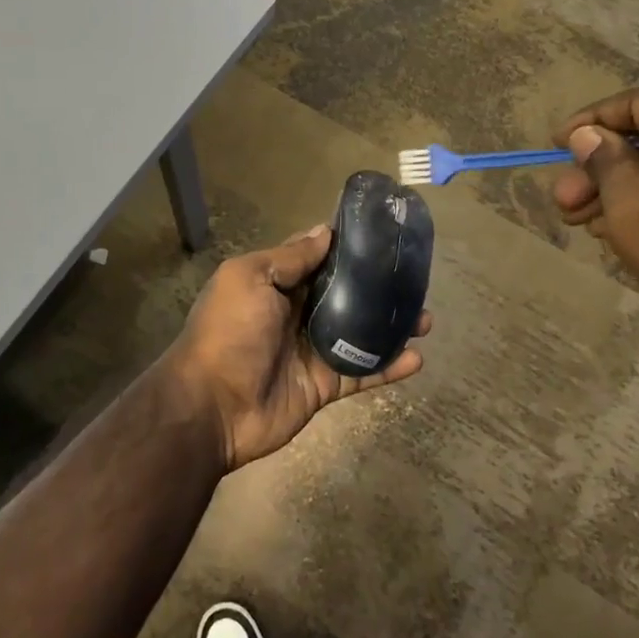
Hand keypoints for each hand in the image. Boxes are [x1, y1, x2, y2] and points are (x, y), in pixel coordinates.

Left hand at [160, 226, 430, 471]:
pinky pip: (362, 372)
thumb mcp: (250, 279)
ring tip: (426, 317)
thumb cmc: (228, 331)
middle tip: (413, 277)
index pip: (315, 257)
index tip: (380, 232)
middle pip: (344, 294)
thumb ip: (289, 258)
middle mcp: (295, 313)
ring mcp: (312, 350)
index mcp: (275, 284)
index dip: (343, 245)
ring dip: (390, 326)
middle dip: (376, 286)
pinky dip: (389, 367)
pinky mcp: (324, 385)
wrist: (212, 407)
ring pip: (359, 333)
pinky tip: (417, 358)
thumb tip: (325, 231)